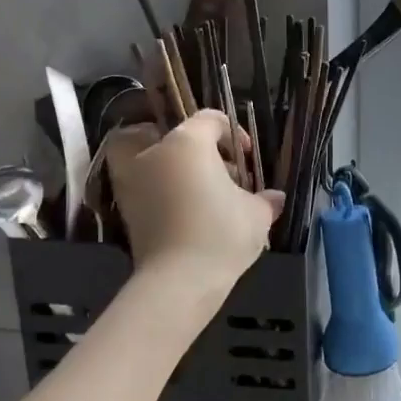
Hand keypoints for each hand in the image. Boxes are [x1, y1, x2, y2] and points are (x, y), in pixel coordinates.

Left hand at [109, 111, 282, 291]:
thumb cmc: (221, 234)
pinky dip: (161, 190)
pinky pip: (144, 185)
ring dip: (172, 167)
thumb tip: (275, 197)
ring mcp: (133, 180)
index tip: (246, 157)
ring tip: (201, 192)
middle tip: (214, 167)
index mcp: (187, 142)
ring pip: (149, 157)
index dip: (233, 133)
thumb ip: (265, 199)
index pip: (210, 120)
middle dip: (192, 145)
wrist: (179, 281)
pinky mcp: (126, 208)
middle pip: (171, 133)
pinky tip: (186, 211)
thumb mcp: (257, 214)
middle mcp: (153, 153)